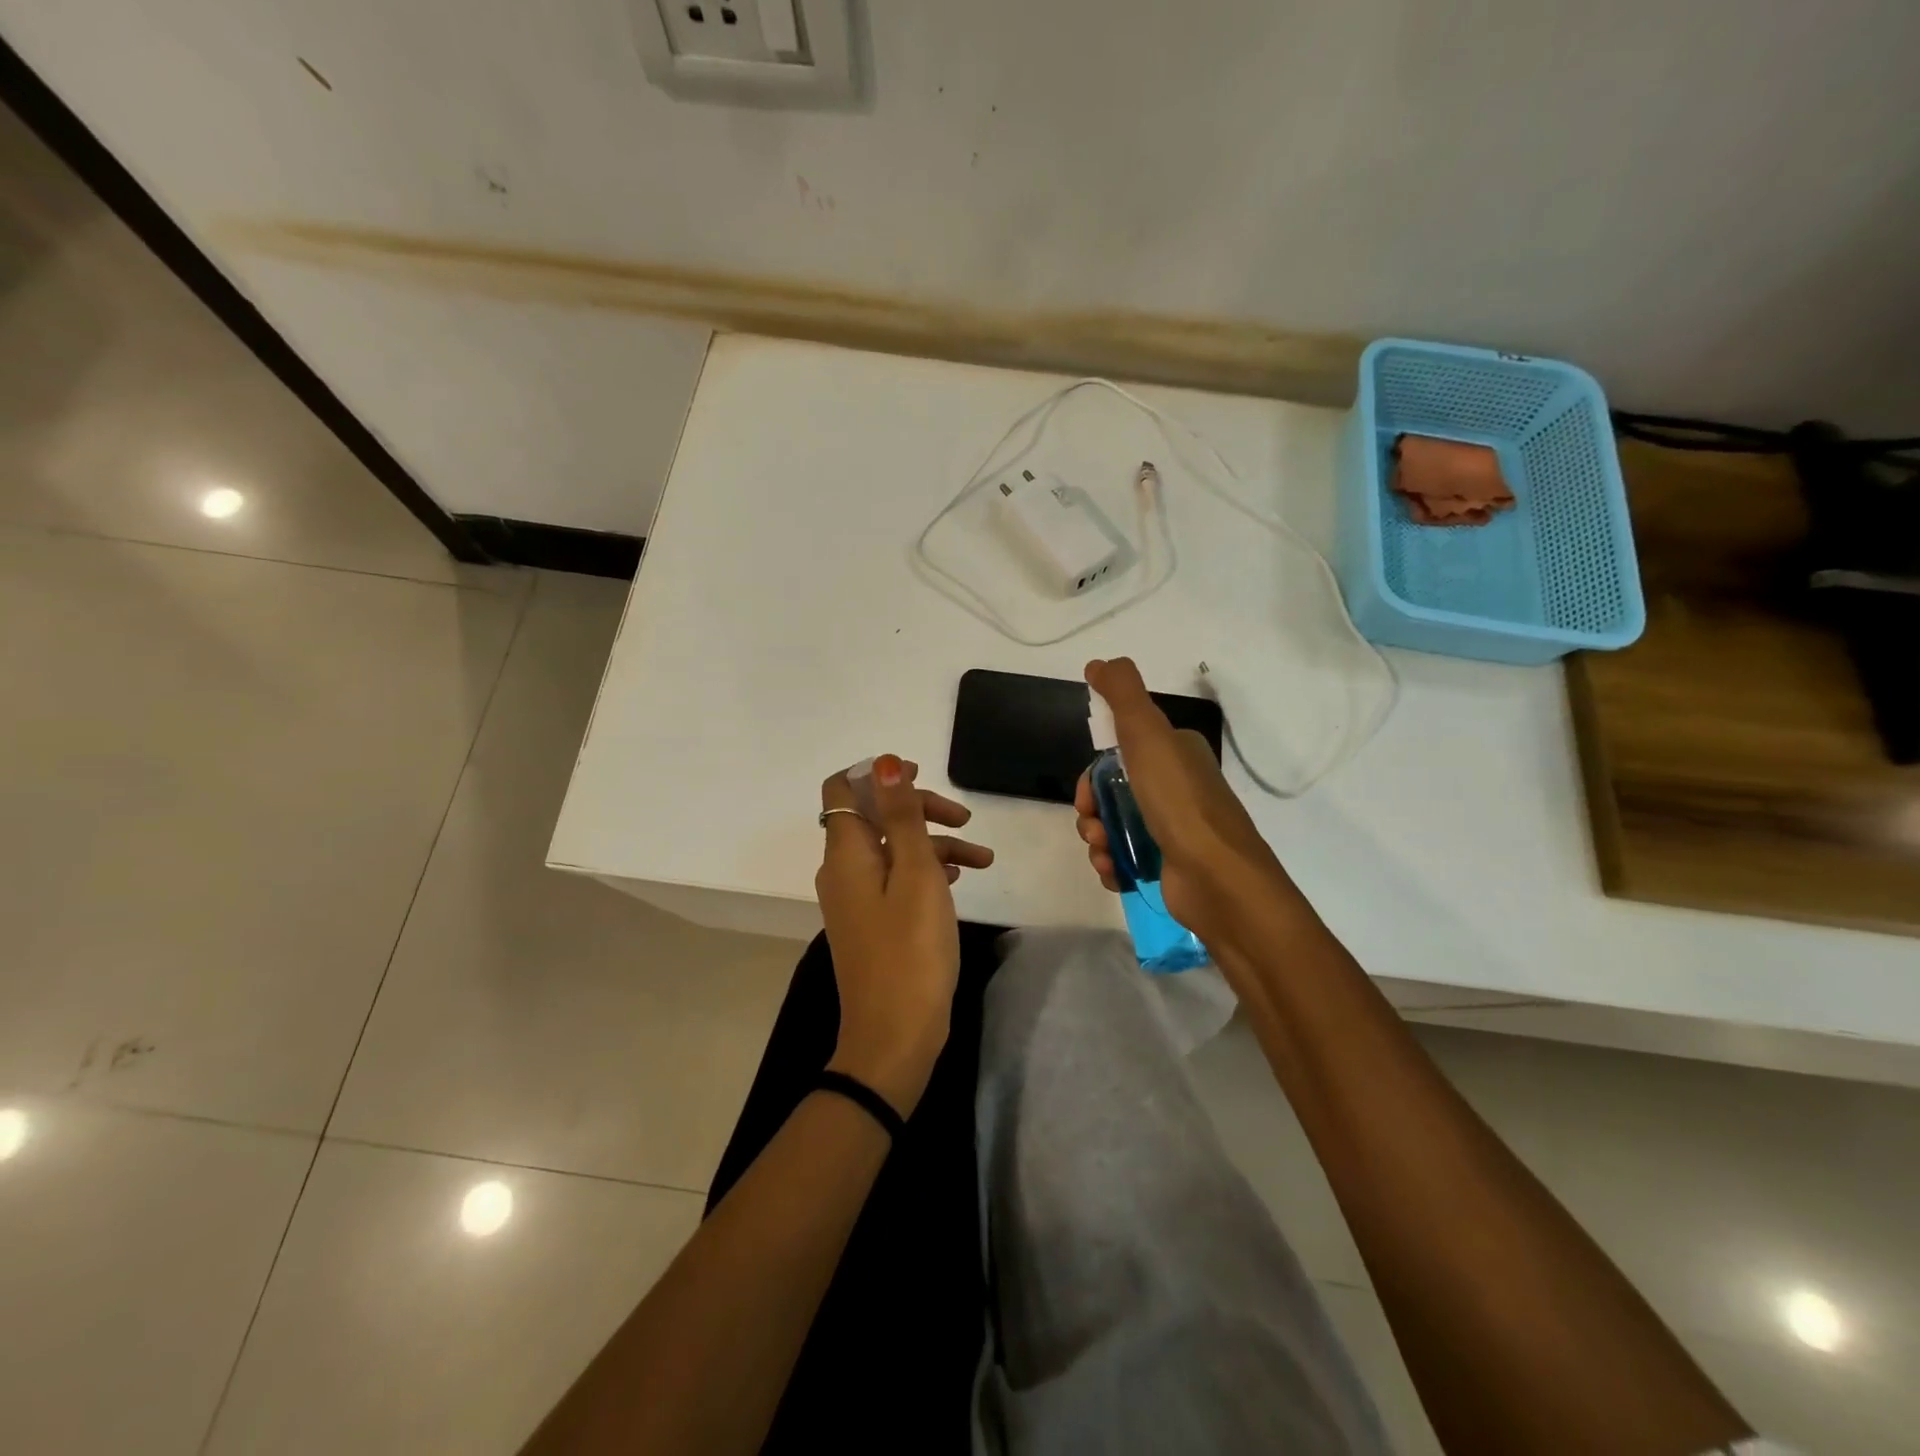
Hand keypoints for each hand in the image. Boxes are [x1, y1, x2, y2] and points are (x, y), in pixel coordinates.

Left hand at [816, 755, 993, 1116]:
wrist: (895, 1036)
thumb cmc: (911, 950)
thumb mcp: (916, 874)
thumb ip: (902, 816)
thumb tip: (883, 762)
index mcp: (846, 852)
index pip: (843, 788)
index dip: (878, 774)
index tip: (920, 775)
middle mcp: (843, 870)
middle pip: (875, 816)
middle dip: (919, 809)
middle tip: (964, 821)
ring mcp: (856, 899)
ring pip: (892, 849)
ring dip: (933, 844)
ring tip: (982, 861)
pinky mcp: (872, 922)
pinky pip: (896, 879)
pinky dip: (925, 871)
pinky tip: (958, 881)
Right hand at [1073, 657, 1297, 948]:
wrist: (1218, 880)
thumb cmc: (1180, 803)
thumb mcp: (1148, 735)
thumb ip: (1122, 694)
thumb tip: (1098, 663)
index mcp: (1176, 753)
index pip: (1120, 753)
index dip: (1094, 772)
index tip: (1086, 792)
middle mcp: (1176, 787)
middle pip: (1112, 792)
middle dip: (1091, 809)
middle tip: (1091, 824)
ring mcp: (1174, 829)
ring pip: (1114, 826)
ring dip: (1097, 839)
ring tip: (1104, 853)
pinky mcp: (1169, 865)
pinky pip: (1125, 859)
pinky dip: (1112, 865)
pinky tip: (1114, 872)